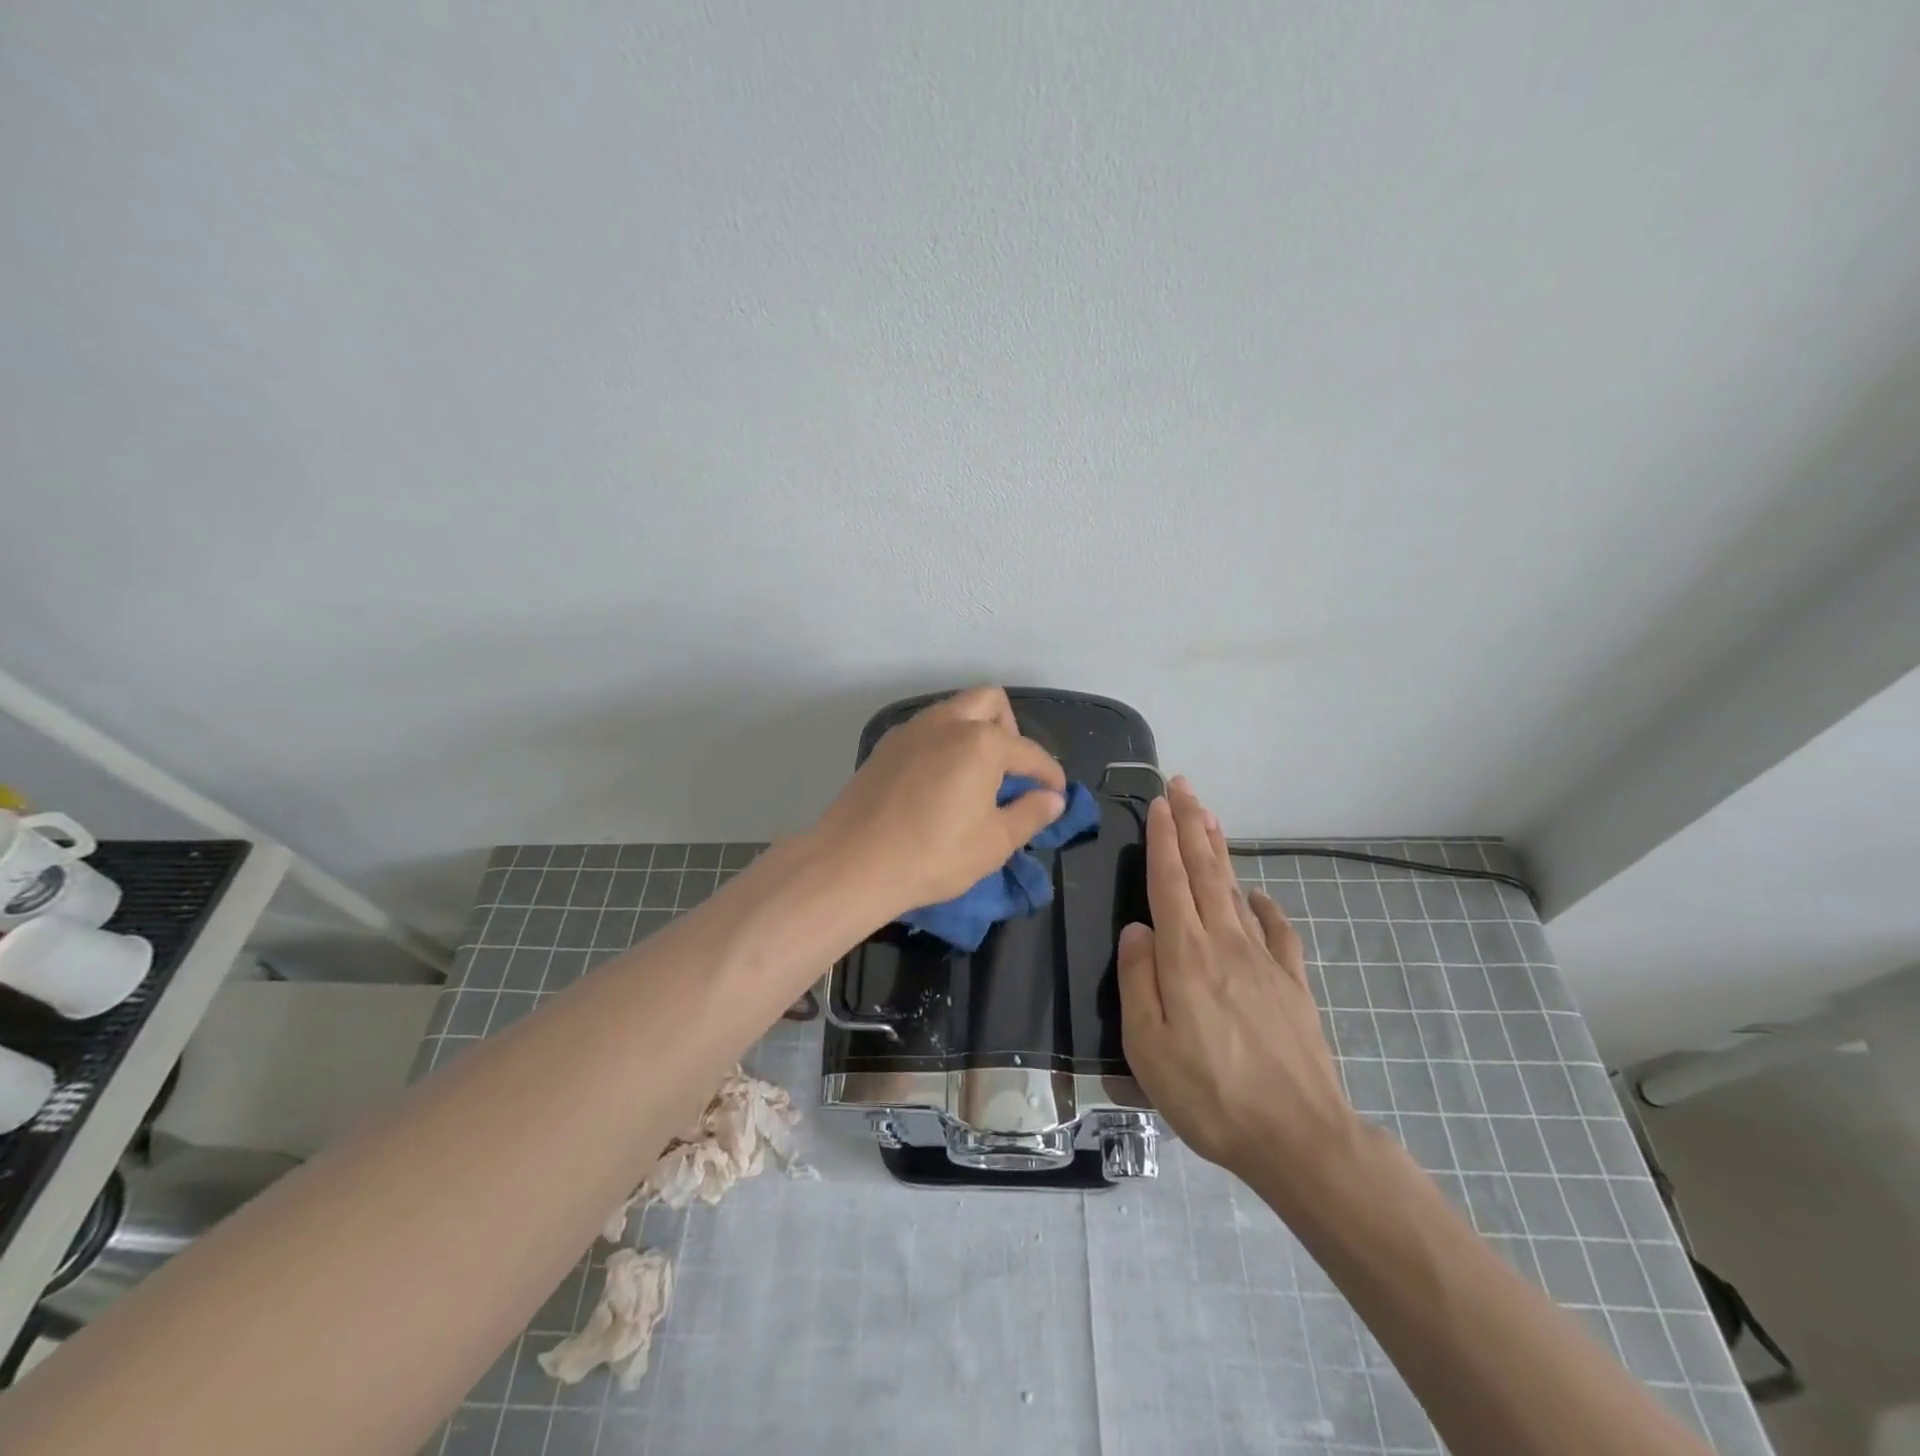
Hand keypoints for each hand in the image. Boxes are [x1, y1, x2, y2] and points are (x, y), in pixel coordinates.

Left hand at [811, 687, 1066, 920]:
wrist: (853, 863)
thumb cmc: (933, 855)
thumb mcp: (994, 843)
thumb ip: (1030, 814)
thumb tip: (1052, 799)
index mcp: (981, 742)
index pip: (1029, 752)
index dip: (1049, 775)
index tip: (1056, 795)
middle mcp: (946, 722)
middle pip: (990, 702)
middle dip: (1010, 731)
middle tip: (1010, 772)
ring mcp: (911, 730)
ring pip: (954, 710)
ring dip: (975, 732)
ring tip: (976, 778)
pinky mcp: (885, 746)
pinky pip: (927, 730)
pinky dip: (944, 743)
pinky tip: (940, 782)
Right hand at [1118, 776, 1357, 1183]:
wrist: (1300, 1137)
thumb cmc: (1210, 1096)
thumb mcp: (1148, 1047)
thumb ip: (1138, 980)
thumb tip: (1137, 929)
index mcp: (1186, 957)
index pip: (1170, 883)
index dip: (1163, 840)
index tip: (1160, 803)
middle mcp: (1225, 944)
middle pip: (1206, 872)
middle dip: (1193, 825)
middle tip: (1184, 786)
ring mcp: (1264, 961)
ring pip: (1236, 890)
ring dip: (1220, 851)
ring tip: (1210, 817)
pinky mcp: (1292, 984)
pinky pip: (1276, 929)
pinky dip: (1263, 903)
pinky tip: (1256, 893)